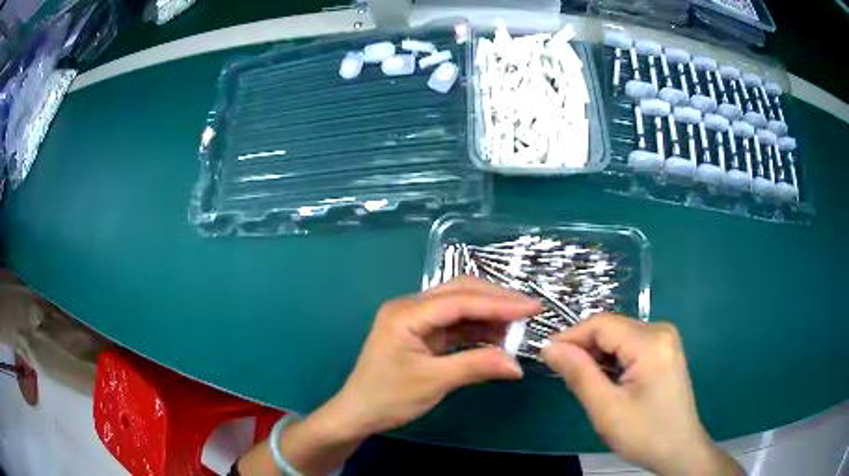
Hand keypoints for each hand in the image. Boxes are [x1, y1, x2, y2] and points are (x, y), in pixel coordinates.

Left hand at [332, 276, 540, 435]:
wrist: (358, 413)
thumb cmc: (388, 398)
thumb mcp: (433, 382)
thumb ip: (476, 367)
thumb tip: (518, 365)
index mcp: (406, 313)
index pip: (460, 301)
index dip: (498, 303)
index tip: (532, 308)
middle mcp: (410, 308)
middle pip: (460, 294)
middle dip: (496, 300)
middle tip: (530, 310)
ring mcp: (416, 320)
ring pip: (459, 307)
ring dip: (489, 314)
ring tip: (519, 325)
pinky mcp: (421, 334)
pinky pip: (455, 325)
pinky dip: (477, 330)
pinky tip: (498, 335)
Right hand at [542, 314, 742, 475]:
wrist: (679, 449)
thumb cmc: (644, 434)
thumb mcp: (606, 409)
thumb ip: (579, 374)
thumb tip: (550, 348)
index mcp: (651, 342)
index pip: (601, 324)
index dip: (570, 337)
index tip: (546, 357)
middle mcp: (661, 330)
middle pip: (611, 328)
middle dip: (584, 348)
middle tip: (563, 376)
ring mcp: (665, 339)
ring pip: (619, 336)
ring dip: (597, 355)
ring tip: (585, 382)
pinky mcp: (664, 350)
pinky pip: (630, 345)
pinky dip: (612, 359)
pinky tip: (606, 380)